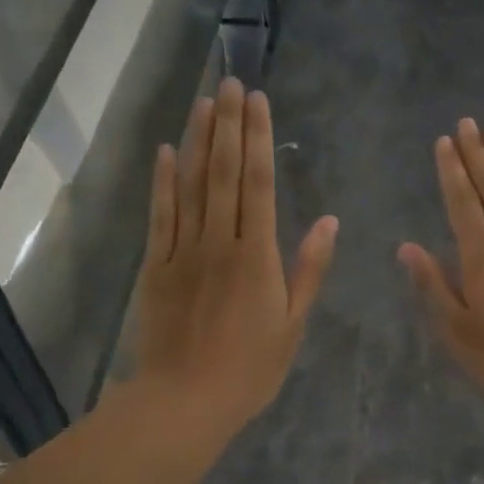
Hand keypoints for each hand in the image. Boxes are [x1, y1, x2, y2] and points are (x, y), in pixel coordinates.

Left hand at [133, 78, 337, 437]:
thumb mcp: (293, 325)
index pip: (258, 183)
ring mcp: (182, 252)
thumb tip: (328, 221)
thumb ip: (309, 270)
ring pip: (190, 186)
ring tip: (203, 102)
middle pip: (223, 173)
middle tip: (231, 83)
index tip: (258, 100)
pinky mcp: (155, 267)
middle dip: (228, 125)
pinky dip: (163, 182)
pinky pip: (160, 216)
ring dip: (197, 141)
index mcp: (257, 256)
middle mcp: (219, 242)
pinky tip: (167, 152)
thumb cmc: (250, 369)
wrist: (186, 400)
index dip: (258, 138)